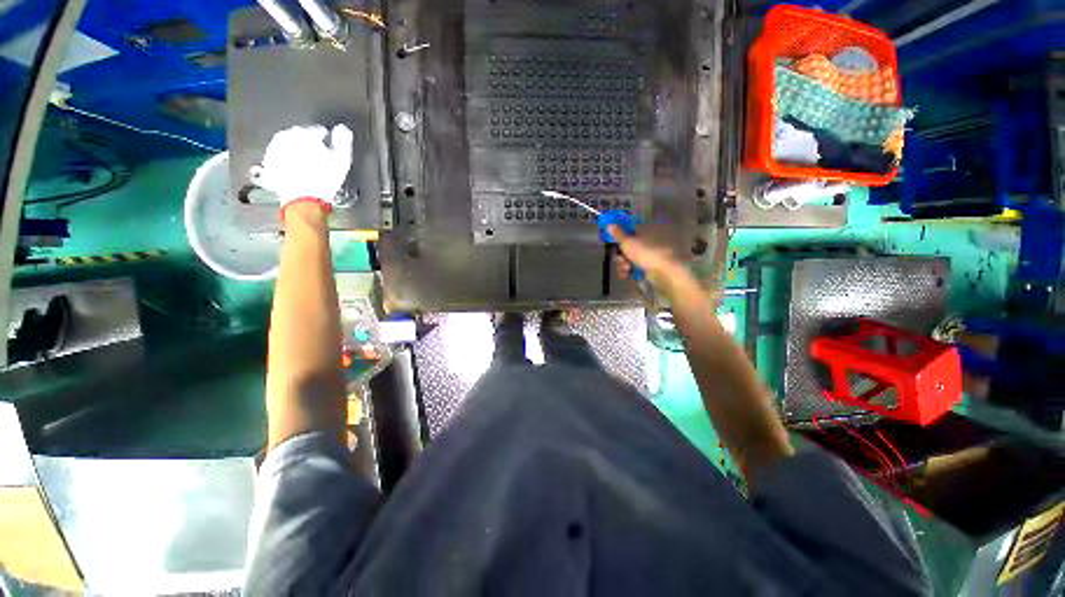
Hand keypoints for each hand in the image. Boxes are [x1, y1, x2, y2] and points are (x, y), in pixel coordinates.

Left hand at [252, 124, 353, 207]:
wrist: (303, 199)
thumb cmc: (324, 179)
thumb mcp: (342, 159)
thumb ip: (343, 140)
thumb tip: (342, 129)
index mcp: (303, 133)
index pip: (317, 131)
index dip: (326, 141)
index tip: (330, 150)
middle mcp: (284, 137)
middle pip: (300, 139)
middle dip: (309, 146)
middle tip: (319, 160)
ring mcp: (273, 151)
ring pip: (288, 149)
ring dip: (297, 155)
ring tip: (308, 168)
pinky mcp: (268, 166)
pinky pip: (279, 161)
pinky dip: (287, 165)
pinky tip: (296, 174)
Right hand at [609, 225, 699, 302]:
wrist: (666, 274)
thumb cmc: (647, 254)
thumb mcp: (628, 243)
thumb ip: (618, 234)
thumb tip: (610, 224)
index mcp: (649, 229)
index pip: (632, 228)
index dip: (621, 235)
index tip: (613, 242)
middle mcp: (653, 239)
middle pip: (631, 245)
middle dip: (622, 254)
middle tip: (620, 259)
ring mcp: (654, 254)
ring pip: (634, 257)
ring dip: (624, 264)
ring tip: (625, 270)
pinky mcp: (655, 267)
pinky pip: (639, 267)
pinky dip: (632, 271)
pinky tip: (628, 275)